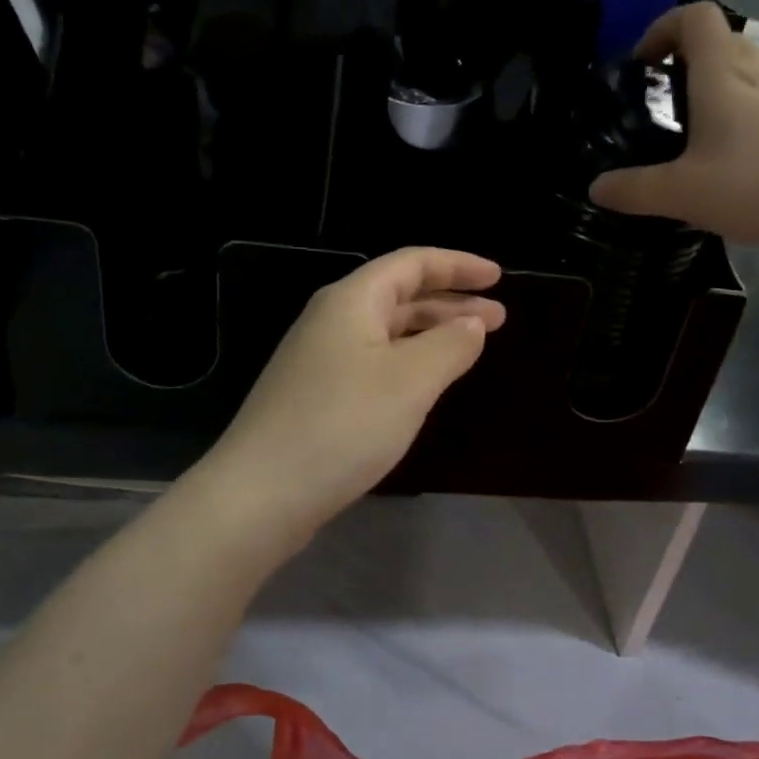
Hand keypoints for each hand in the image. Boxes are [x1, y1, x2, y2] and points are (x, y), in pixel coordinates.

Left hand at [201, 248, 506, 541]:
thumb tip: (473, 322)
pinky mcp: (317, 394)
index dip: (458, 265)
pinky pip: (374, 361)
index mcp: (352, 301)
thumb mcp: (411, 381)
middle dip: (451, 302)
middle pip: (400, 294)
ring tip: (472, 346)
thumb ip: (450, 344)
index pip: (412, 263)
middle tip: (498, 317)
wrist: (260, 494)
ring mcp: (320, 359)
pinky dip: (409, 361)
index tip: (499, 277)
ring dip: (432, 333)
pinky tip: (426, 383)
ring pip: (388, 331)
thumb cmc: (343, 425)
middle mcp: (332, 320)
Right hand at [589, 2, 758, 246]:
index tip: (643, 65)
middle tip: (664, 98)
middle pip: (722, 40)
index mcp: (723, 75)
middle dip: (686, 58)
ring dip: (716, 86)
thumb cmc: (755, 184)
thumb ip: (634, 190)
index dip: (663, 28)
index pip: (695, 18)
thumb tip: (596, 188)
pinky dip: (742, 113)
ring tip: (694, 133)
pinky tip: (733, 160)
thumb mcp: (681, 193)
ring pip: (747, 71)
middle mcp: (758, 74)